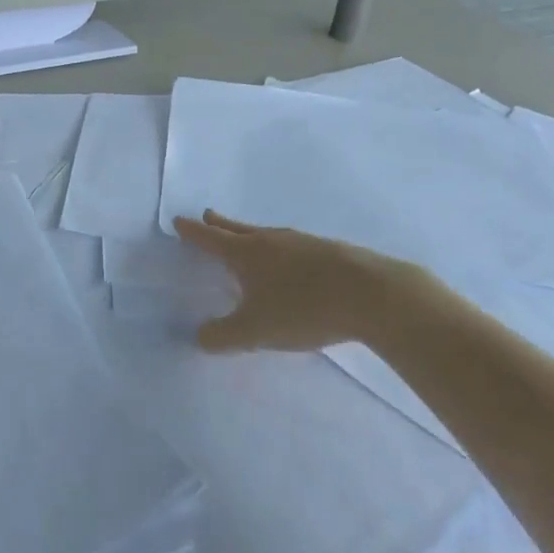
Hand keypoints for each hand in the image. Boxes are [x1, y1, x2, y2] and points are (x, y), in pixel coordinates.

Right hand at [173, 209, 452, 353]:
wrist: (374, 295)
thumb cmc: (304, 308)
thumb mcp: (256, 331)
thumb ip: (223, 336)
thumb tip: (199, 336)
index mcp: (247, 253)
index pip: (211, 239)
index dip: (193, 232)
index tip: (179, 221)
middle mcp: (271, 240)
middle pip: (239, 229)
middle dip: (220, 225)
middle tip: (208, 216)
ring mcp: (303, 243)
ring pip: (268, 236)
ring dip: (252, 236)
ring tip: (248, 240)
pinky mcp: (331, 252)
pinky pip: (294, 246)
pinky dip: (282, 251)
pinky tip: (292, 262)